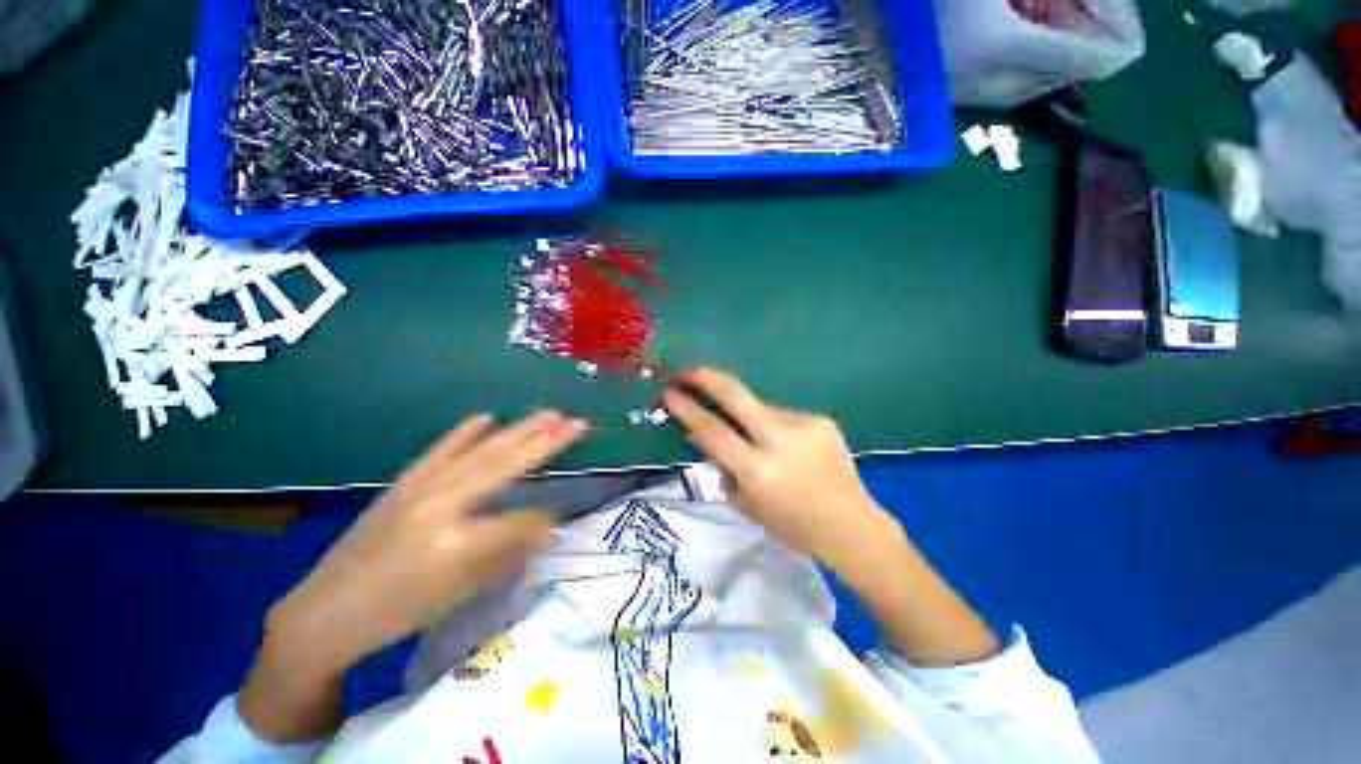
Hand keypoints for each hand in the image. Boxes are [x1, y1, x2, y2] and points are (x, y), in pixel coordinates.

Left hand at [241, 411, 587, 741]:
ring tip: (549, 414)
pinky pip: (442, 450)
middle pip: (505, 466)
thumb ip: (504, 554)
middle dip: (545, 443)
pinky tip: (486, 417)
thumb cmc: (397, 613)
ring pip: (482, 451)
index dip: (544, 521)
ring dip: (519, 430)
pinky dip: (466, 432)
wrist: (325, 612)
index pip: (519, 521)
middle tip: (576, 423)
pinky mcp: (406, 482)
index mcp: (457, 543)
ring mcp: (422, 488)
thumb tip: (544, 526)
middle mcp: (443, 505)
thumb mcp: (457, 595)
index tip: (560, 521)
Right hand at [664, 368, 997, 666]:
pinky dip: (773, 427)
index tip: (669, 394)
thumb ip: (724, 471)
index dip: (687, 409)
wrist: (853, 527)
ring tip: (753, 438)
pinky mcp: (821, 420)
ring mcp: (804, 425)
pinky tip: (784, 447)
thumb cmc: (795, 528)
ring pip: (760, 408)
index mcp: (759, 470)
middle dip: (707, 378)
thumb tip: (703, 440)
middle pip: (737, 395)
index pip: (713, 431)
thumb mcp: (749, 506)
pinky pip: (783, 417)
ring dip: (747, 415)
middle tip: (687, 371)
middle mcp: (781, 440)